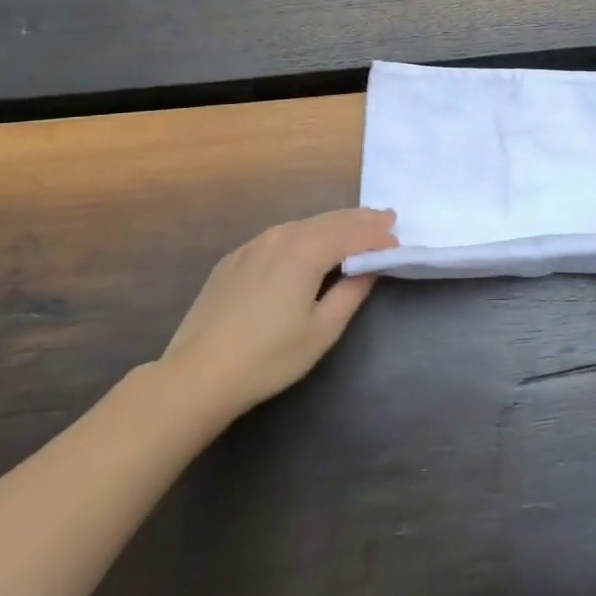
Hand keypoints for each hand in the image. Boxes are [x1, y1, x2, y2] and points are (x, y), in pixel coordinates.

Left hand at [160, 208, 397, 418]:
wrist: (197, 375)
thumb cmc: (267, 357)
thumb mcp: (321, 331)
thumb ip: (351, 293)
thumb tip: (368, 268)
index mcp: (306, 251)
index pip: (353, 234)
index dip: (378, 237)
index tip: (398, 243)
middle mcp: (281, 237)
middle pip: (330, 220)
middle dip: (361, 220)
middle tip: (387, 219)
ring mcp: (254, 245)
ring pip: (304, 224)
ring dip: (334, 224)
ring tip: (355, 227)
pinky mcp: (235, 258)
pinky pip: (281, 235)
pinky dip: (306, 233)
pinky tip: (310, 243)